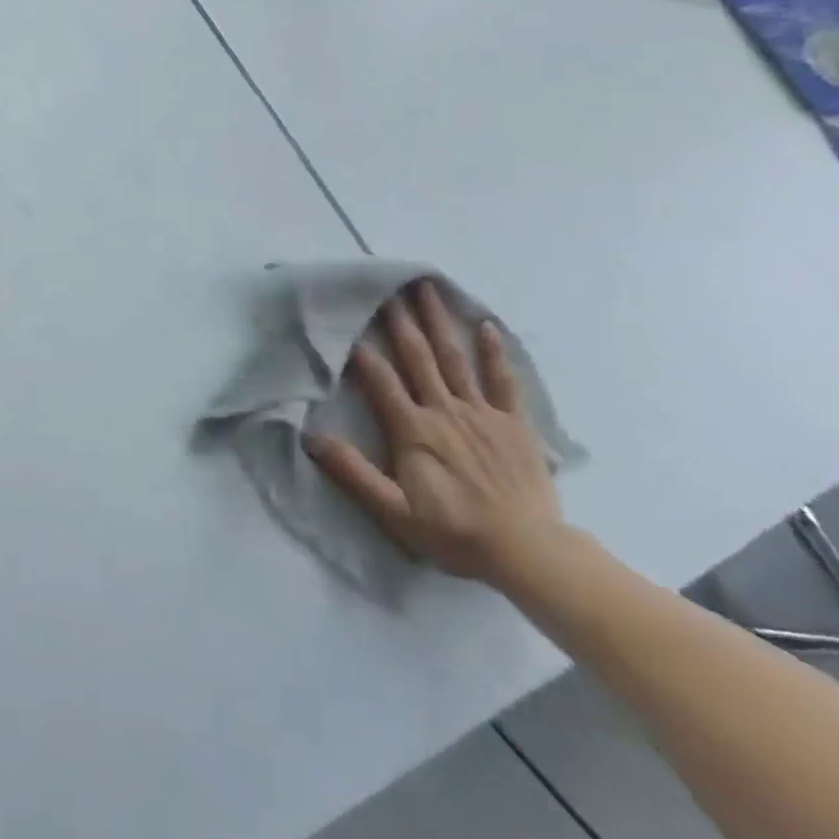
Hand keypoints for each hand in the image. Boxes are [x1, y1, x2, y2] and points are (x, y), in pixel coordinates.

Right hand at [303, 279, 564, 585]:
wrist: (527, 552)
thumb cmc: (455, 532)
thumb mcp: (394, 511)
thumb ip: (353, 473)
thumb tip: (312, 438)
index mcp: (413, 429)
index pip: (381, 380)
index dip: (363, 352)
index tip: (349, 322)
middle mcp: (444, 410)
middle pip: (418, 357)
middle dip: (401, 321)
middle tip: (390, 287)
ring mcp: (482, 413)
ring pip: (455, 358)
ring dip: (440, 322)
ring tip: (428, 290)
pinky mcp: (514, 423)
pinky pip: (504, 381)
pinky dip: (496, 352)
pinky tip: (488, 326)